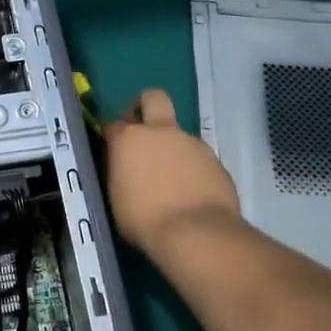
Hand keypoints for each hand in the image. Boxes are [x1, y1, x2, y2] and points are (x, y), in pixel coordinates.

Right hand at [104, 88, 244, 261]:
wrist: (196, 232)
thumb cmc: (144, 219)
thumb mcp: (117, 197)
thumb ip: (121, 173)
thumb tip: (126, 168)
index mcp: (129, 139)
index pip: (114, 125)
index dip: (114, 137)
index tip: (115, 153)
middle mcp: (161, 132)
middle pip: (153, 98)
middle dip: (146, 106)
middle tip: (144, 132)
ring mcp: (192, 143)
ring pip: (179, 134)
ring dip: (173, 148)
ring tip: (172, 180)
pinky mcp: (216, 159)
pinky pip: (198, 158)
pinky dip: (193, 169)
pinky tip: (191, 192)